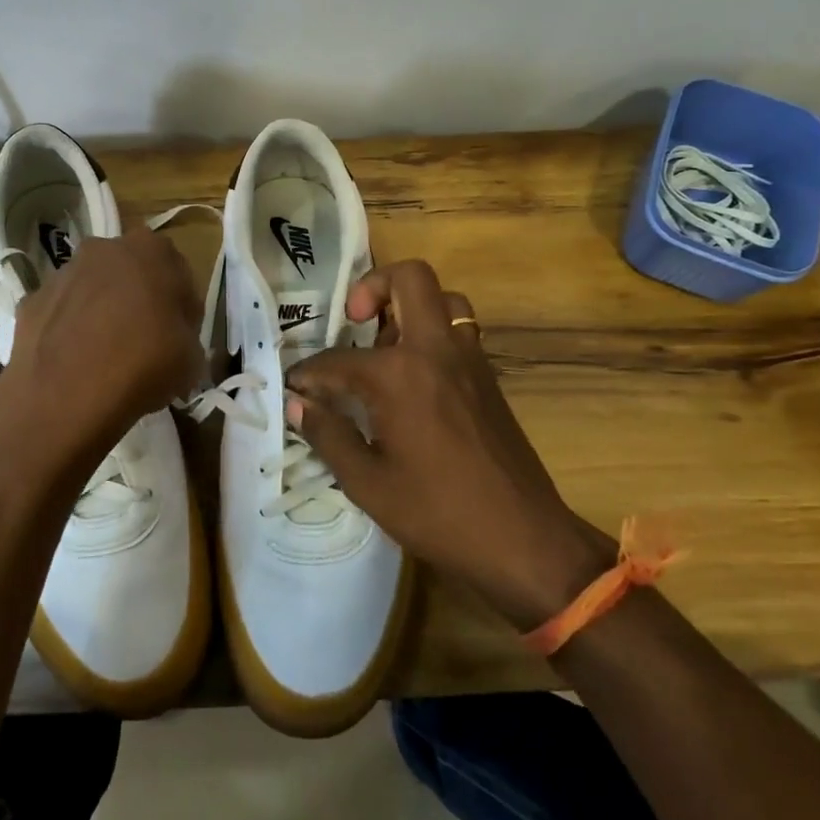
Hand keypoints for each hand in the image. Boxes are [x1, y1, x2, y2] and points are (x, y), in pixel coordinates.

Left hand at [0, 226, 203, 472]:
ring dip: (101, 312)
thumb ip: (187, 337)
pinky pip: (61, 313)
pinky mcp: (30, 301)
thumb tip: (176, 342)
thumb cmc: (143, 363)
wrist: (65, 394)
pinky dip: (69, 331)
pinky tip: (75, 364)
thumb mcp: (192, 357)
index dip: (182, 307)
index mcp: (151, 250)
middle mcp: (104, 249)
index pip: (177, 273)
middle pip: (130, 274)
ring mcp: (62, 273)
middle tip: (147, 343)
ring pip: (92, 290)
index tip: (182, 337)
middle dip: (139, 301)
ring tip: (108, 359)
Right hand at [285, 260, 611, 627]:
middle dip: (373, 286)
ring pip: (444, 299)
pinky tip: (413, 378)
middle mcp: (436, 350)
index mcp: (399, 374)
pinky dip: (433, 333)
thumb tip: (296, 403)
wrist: (524, 541)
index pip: (337, 360)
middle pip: (409, 278)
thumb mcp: (367, 482)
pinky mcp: (489, 377)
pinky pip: (460, 330)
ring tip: (384, 347)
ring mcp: (469, 359)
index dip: (308, 374)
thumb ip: (327, 434)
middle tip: (353, 321)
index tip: (295, 388)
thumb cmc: (438, 513)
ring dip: (410, 307)